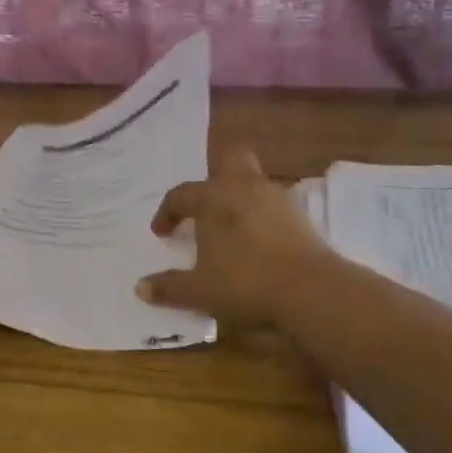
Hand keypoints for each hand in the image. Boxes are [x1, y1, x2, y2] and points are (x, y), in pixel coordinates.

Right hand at [136, 149, 327, 325]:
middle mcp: (244, 187)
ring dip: (239, 199)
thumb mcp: (199, 291)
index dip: (167, 212)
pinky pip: (273, 206)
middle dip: (215, 176)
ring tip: (229, 230)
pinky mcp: (301, 217)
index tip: (161, 232)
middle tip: (205, 205)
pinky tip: (257, 243)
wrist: (310, 291)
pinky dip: (261, 218)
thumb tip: (141, 288)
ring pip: (254, 183)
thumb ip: (169, 287)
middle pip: (230, 161)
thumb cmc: (244, 282)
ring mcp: (277, 199)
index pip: (181, 194)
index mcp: (213, 197)